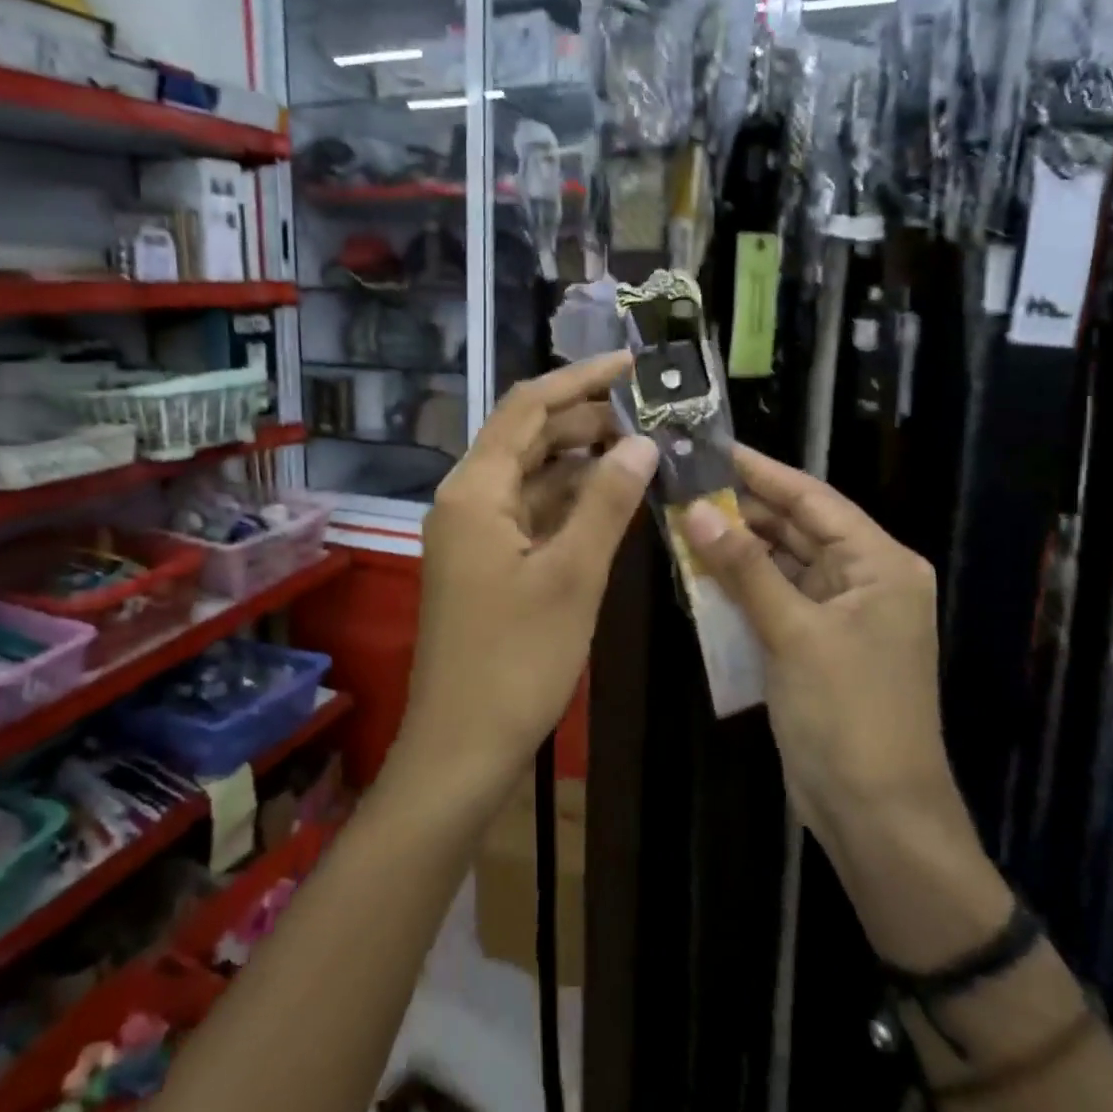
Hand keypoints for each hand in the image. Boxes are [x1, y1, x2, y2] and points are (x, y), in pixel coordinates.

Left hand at [397, 352, 658, 801]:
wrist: (461, 747)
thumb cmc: (516, 661)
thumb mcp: (572, 576)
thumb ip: (606, 503)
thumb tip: (642, 443)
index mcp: (475, 489)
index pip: (528, 408)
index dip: (580, 380)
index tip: (633, 364)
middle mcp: (467, 498)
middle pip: (528, 437)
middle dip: (586, 420)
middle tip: (651, 414)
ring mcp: (475, 531)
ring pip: (532, 475)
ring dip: (581, 460)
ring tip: (642, 448)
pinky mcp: (487, 560)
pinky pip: (531, 511)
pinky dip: (570, 500)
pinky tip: (612, 497)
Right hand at [681, 448, 958, 843]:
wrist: (876, 817)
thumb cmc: (848, 714)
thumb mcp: (794, 632)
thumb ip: (744, 567)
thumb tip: (696, 509)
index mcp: (880, 564)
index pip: (814, 499)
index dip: (762, 472)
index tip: (713, 447)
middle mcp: (864, 580)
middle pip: (797, 528)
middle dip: (742, 509)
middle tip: (683, 484)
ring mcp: (840, 615)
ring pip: (781, 564)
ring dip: (736, 547)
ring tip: (681, 518)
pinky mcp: (816, 645)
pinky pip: (774, 599)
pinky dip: (740, 586)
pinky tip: (699, 570)